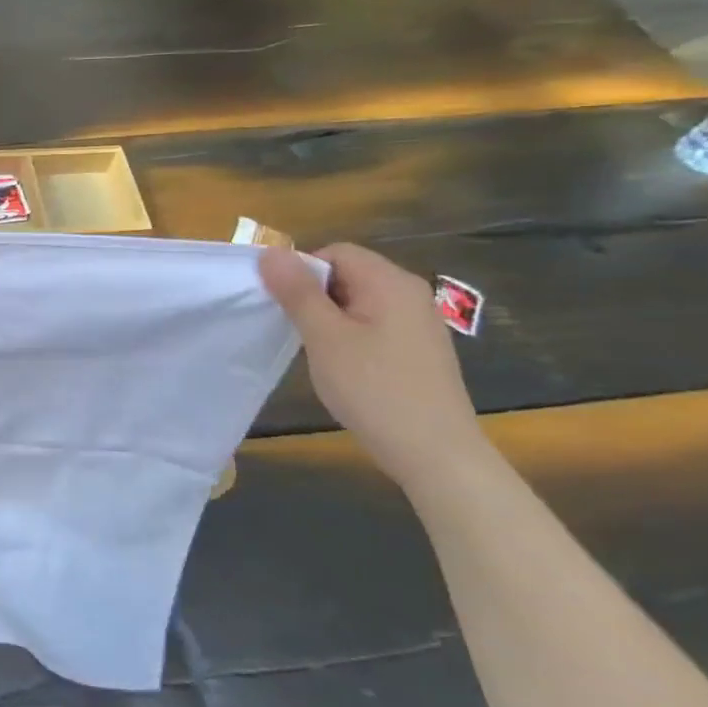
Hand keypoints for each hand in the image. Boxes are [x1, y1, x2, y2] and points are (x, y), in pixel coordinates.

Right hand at [259, 242, 483, 487]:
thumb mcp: (324, 337)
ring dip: (331, 319)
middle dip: (315, 296)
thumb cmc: (374, 389)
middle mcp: (410, 293)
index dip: (302, 272)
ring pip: (359, 301)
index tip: (284, 307)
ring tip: (320, 353)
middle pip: (349, 273)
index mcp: (390, 282)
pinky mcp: (421, 349)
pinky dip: (352, 336)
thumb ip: (297, 291)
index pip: (335, 252)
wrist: (436, 454)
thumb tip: (270, 252)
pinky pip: (376, 324)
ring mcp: (420, 322)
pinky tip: (346, 369)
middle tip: (299, 332)